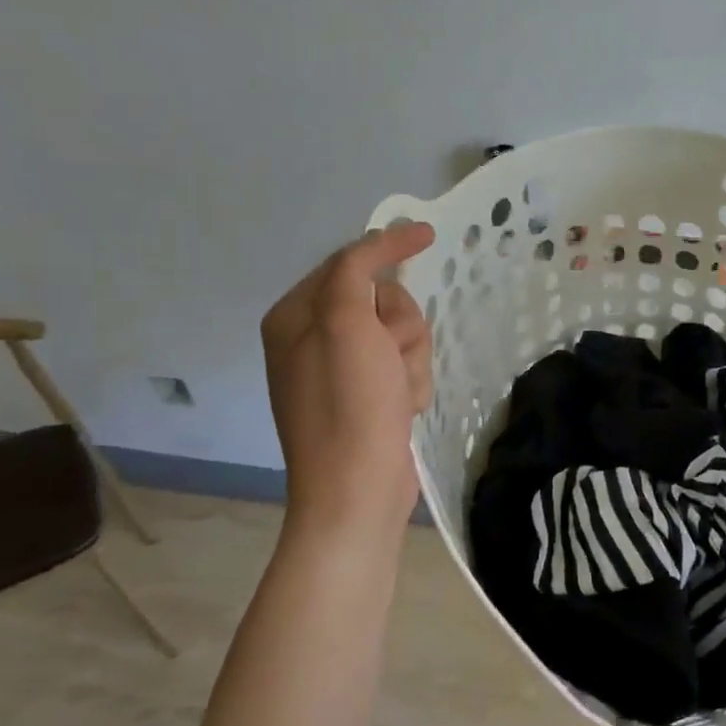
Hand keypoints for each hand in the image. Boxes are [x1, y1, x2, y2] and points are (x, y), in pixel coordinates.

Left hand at [260, 223, 436, 532]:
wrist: (357, 490)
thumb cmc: (349, 404)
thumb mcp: (347, 323)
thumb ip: (357, 270)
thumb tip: (385, 238)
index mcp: (296, 316)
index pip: (350, 263)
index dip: (389, 250)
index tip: (429, 235)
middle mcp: (315, 339)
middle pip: (384, 301)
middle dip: (401, 326)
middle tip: (392, 356)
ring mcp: (343, 372)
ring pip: (402, 336)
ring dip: (412, 360)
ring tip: (399, 392)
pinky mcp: (368, 398)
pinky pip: (406, 369)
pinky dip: (412, 384)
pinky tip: (403, 410)